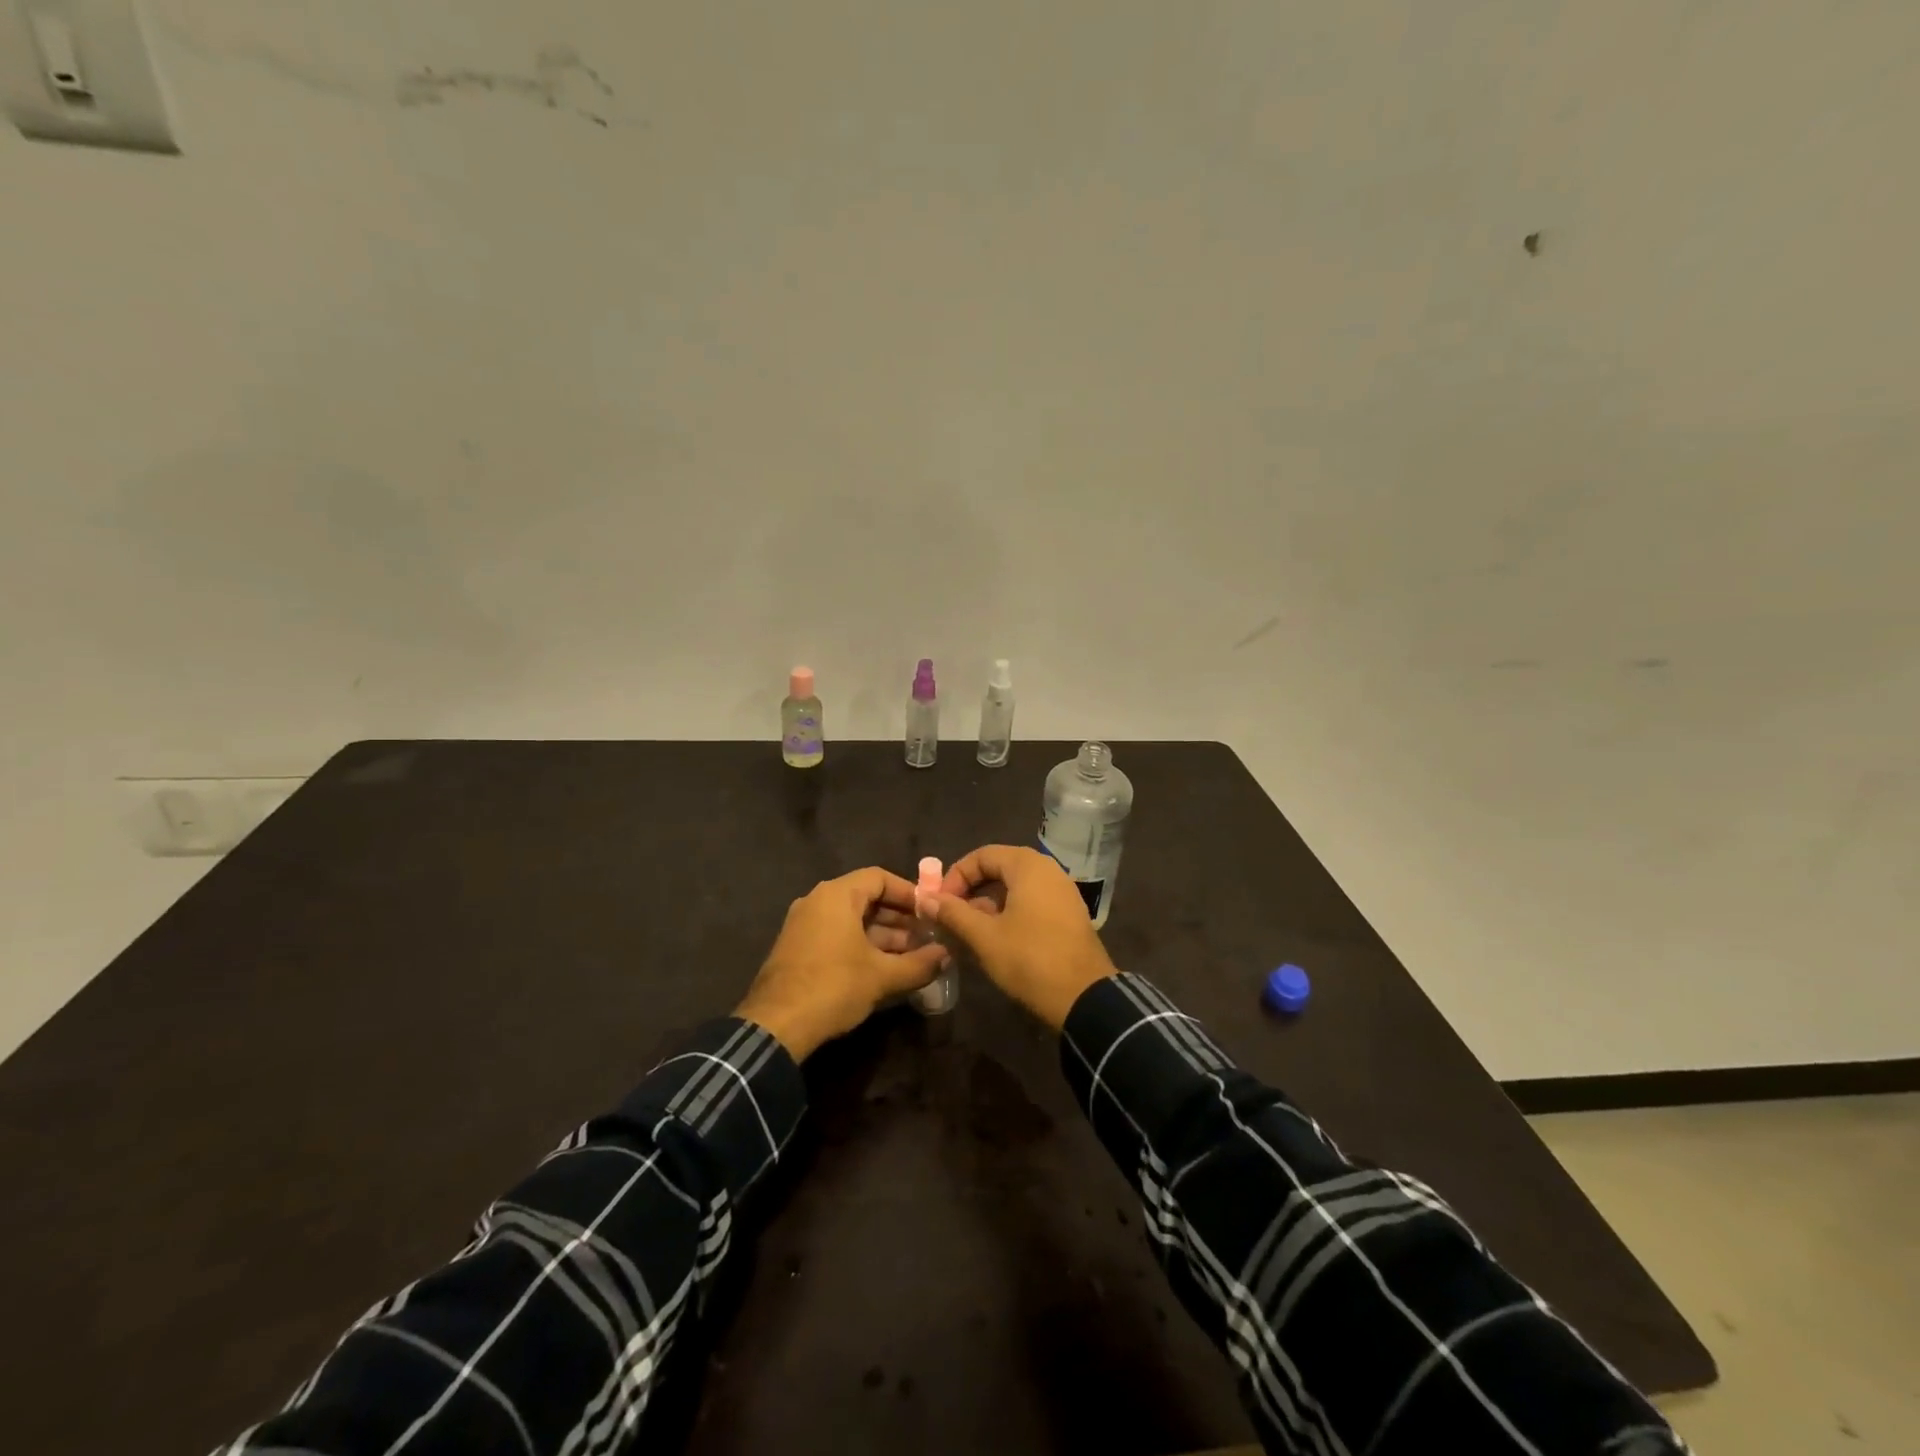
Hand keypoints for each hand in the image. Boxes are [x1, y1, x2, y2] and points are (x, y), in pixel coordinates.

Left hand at [735, 867, 948, 1059]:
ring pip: (852, 920)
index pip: (879, 877)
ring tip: (913, 956)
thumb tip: (947, 956)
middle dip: (899, 918)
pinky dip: (862, 946)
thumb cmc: (833, 987)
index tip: (931, 910)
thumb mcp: (882, 976)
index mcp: (836, 895)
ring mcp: (804, 925)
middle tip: (927, 936)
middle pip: (866, 898)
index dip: (908, 892)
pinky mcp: (798, 949)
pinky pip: (837, 936)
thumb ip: (919, 963)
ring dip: (883, 936)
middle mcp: (817, 901)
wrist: (775, 1026)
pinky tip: (885, 968)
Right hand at [925, 845, 1116, 1030]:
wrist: (1085, 998)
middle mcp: (1048, 870)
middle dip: (971, 889)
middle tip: (950, 914)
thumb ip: (953, 913)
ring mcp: (1062, 892)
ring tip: (968, 929)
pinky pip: (1032, 901)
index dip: (955, 876)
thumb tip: (924, 898)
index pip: (982, 855)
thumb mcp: (984, 937)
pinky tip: (996, 938)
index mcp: (1028, 866)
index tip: (939, 903)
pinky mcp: (1069, 914)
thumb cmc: (1030, 959)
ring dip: (989, 903)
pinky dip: (1010, 912)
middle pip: (1000, 868)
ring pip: (1016, 887)